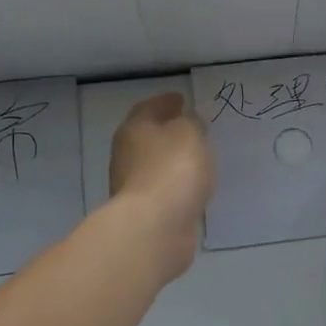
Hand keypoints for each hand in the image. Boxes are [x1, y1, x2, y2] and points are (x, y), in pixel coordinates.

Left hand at [109, 93, 213, 279]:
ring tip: (198, 158)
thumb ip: (192, 123)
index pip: (149, 107)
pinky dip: (177, 184)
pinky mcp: (146, 211)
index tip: (181, 98)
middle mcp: (127, 154)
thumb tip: (187, 123)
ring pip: (157, 164)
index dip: (166, 101)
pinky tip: (194, 186)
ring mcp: (134, 185)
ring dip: (174, 160)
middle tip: (193, 127)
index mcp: (135, 129)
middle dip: (168, 130)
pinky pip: (166, 189)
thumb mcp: (190, 134)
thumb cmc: (172, 170)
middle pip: (148, 135)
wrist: (155, 227)